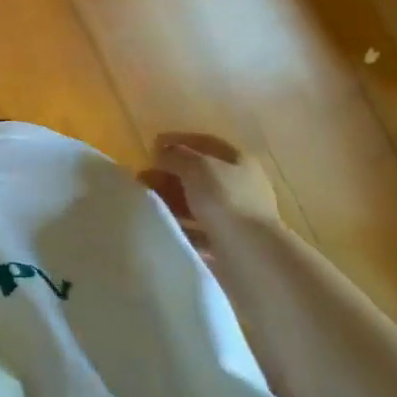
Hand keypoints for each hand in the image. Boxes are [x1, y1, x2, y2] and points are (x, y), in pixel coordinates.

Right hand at [145, 131, 282, 240]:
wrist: (252, 255)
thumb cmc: (225, 199)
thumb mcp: (195, 167)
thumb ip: (176, 156)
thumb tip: (162, 153)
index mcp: (239, 160)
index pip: (205, 142)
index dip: (178, 141)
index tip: (152, 146)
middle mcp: (243, 185)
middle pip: (201, 174)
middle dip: (171, 175)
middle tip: (144, 179)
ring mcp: (239, 215)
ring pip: (199, 202)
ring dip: (174, 201)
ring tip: (150, 205)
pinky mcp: (232, 242)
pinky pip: (201, 228)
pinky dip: (183, 226)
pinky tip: (166, 227)